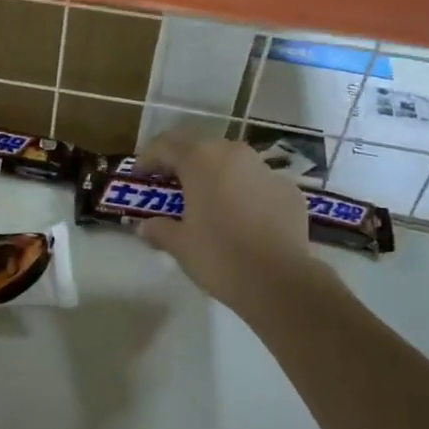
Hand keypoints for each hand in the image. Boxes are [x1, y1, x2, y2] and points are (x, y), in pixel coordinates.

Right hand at [136, 131, 328, 315]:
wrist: (281, 282)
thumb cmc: (219, 256)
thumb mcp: (180, 245)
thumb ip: (159, 229)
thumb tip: (147, 226)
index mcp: (201, 160)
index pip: (166, 145)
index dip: (148, 158)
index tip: (139, 177)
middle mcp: (234, 154)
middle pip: (201, 149)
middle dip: (183, 165)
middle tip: (172, 188)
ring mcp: (266, 170)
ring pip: (232, 164)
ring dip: (216, 177)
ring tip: (208, 203)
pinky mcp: (289, 191)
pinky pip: (258, 184)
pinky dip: (244, 193)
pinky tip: (242, 219)